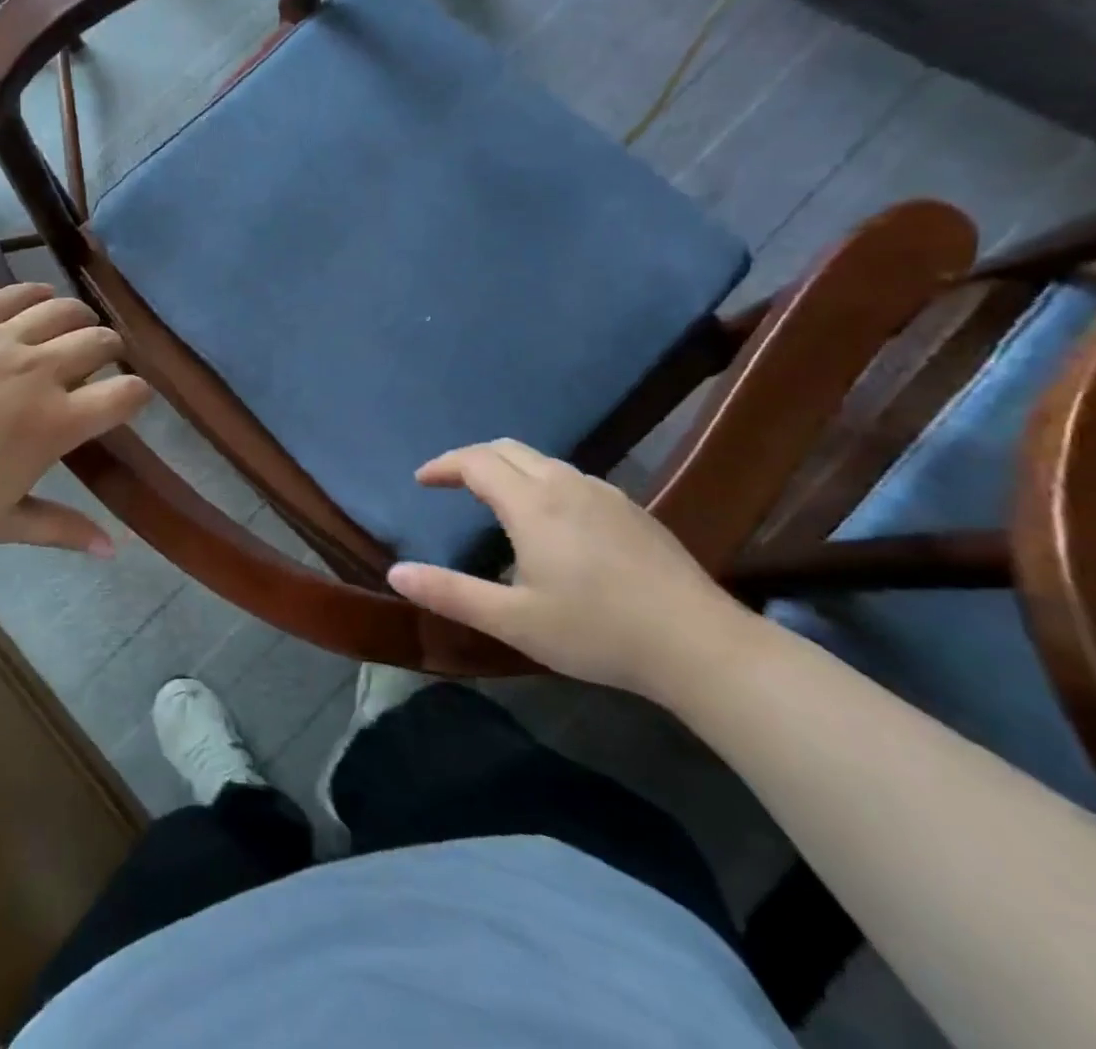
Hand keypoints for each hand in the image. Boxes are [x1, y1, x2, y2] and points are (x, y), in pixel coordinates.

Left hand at [0, 283, 151, 552]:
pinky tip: (38, 306)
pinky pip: (18, 294)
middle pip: (101, 341)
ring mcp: (2, 337)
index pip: (125, 395)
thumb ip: (62, 530)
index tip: (132, 399)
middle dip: (113, 351)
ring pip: (65, 310)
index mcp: (54, 423)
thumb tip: (112, 550)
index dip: (139, 394)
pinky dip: (39, 297)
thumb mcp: (2, 522)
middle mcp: (39, 371)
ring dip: (81, 319)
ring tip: (74, 331)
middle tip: (102, 363)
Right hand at [386, 440, 757, 698]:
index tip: (422, 480)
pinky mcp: (630, 508)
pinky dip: (540, 480)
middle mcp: (565, 483)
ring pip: (541, 460)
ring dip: (507, 468)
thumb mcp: (513, 620)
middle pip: (507, 449)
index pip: (475, 461)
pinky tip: (549, 519)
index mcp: (532, 503)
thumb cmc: (597, 631)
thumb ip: (450, 593)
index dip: (443, 465)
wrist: (700, 646)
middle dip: (471, 458)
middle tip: (449, 483)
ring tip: (492, 498)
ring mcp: (603, 492)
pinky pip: (570, 476)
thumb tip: (394, 573)